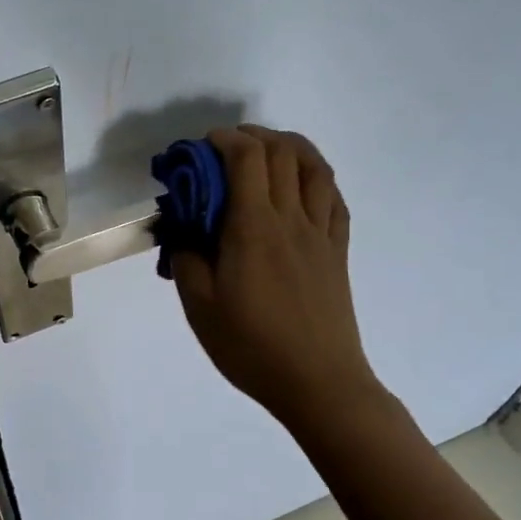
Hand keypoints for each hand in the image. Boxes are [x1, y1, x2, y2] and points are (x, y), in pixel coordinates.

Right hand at [171, 126, 378, 435]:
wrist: (317, 382)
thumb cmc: (251, 346)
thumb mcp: (199, 306)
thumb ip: (186, 258)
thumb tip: (182, 230)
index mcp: (254, 228)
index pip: (246, 158)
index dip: (224, 140)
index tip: (200, 148)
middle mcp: (292, 218)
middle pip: (282, 152)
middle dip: (251, 137)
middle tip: (225, 149)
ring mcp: (321, 232)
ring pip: (315, 166)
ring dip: (289, 147)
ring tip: (265, 153)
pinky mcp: (338, 250)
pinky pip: (334, 197)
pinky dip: (315, 176)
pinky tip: (300, 186)